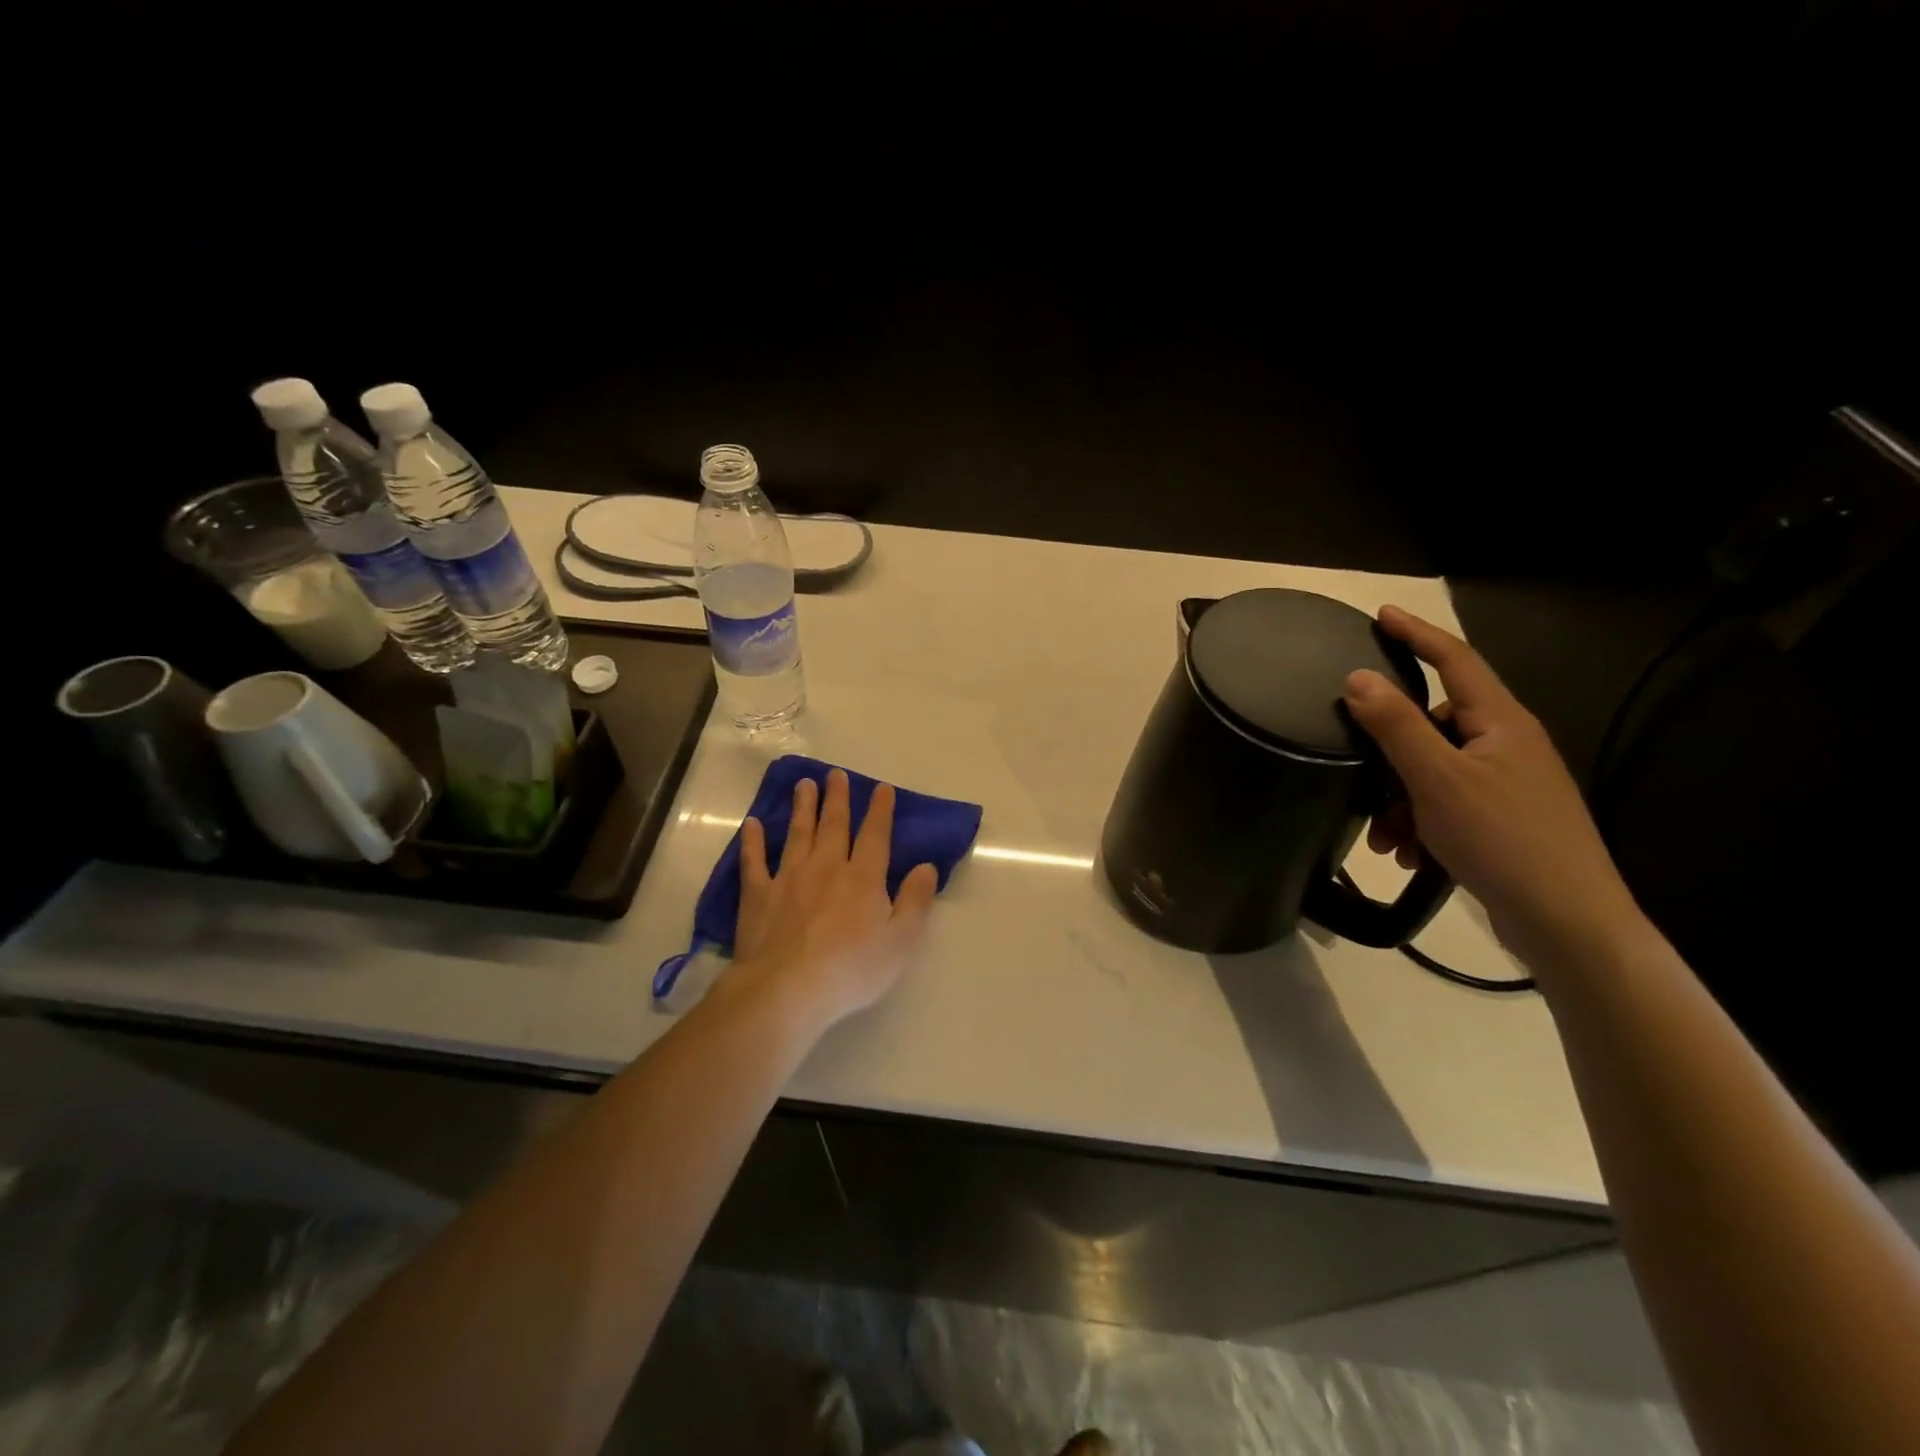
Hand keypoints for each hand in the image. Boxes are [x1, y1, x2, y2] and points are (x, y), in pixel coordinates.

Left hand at [731, 769, 940, 1031]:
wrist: (788, 989)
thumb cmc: (852, 969)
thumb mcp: (901, 941)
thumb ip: (916, 900)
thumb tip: (927, 867)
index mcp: (863, 878)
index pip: (875, 835)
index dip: (880, 810)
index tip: (881, 788)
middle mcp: (827, 867)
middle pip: (833, 825)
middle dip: (837, 798)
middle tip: (835, 774)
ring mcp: (789, 878)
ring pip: (798, 833)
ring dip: (802, 807)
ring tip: (803, 785)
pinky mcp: (758, 895)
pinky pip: (755, 861)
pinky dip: (753, 841)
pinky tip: (752, 824)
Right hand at [1343, 606, 1641, 966]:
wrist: (1566, 921)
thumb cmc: (1502, 838)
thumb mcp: (1437, 779)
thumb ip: (1396, 725)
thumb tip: (1358, 677)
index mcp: (1501, 723)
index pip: (1455, 660)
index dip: (1416, 634)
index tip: (1381, 614)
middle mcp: (1508, 745)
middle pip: (1434, 725)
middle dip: (1389, 752)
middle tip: (1356, 774)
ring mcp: (1508, 784)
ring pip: (1433, 771)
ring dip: (1398, 799)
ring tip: (1384, 837)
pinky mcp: (1503, 819)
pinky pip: (1445, 804)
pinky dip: (1419, 822)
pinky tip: (1407, 854)